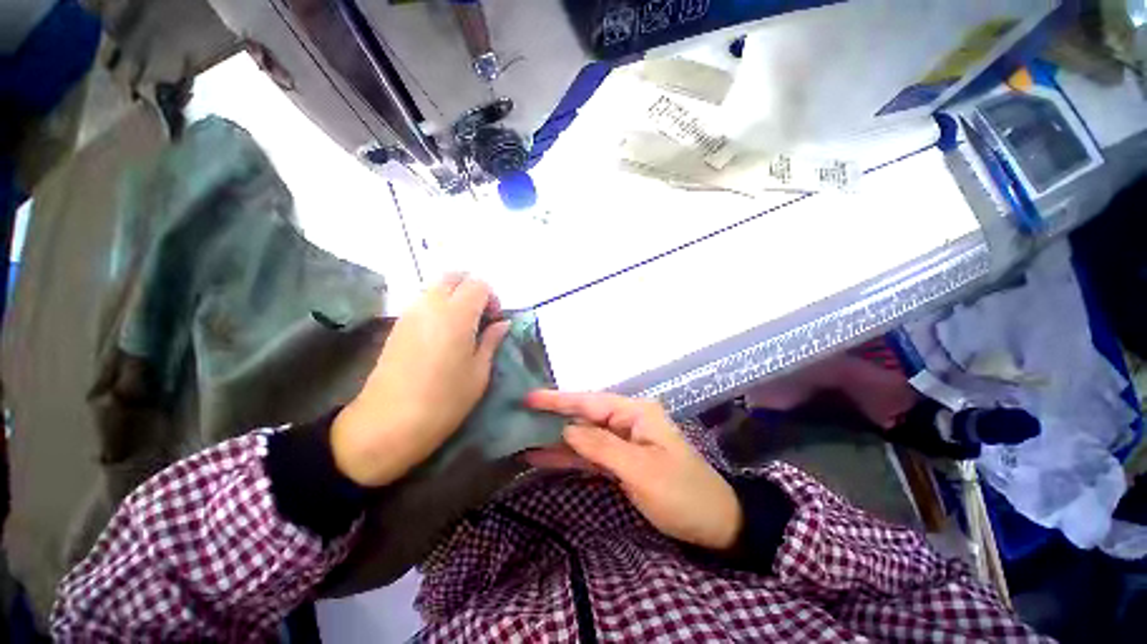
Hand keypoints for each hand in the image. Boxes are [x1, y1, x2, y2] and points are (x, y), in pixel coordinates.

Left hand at [331, 275, 509, 486]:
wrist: (388, 423)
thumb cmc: (444, 400)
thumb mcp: (479, 372)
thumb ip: (492, 340)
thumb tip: (502, 323)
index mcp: (456, 314)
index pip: (478, 284)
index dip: (492, 297)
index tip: (495, 320)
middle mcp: (431, 304)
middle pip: (454, 276)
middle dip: (472, 289)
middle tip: (481, 317)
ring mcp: (410, 313)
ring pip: (436, 286)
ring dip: (455, 297)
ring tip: (463, 326)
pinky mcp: (397, 325)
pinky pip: (423, 301)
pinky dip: (439, 306)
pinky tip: (443, 334)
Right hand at [524, 390, 741, 550]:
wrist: (715, 524)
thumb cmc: (682, 493)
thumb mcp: (642, 470)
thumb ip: (602, 446)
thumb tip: (567, 429)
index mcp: (636, 413)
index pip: (591, 402)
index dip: (559, 400)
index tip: (530, 398)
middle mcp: (627, 421)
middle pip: (584, 416)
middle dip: (553, 417)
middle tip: (519, 416)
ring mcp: (624, 441)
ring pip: (584, 436)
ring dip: (556, 439)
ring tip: (523, 438)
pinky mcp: (621, 461)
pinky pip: (590, 455)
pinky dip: (569, 457)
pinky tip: (544, 457)